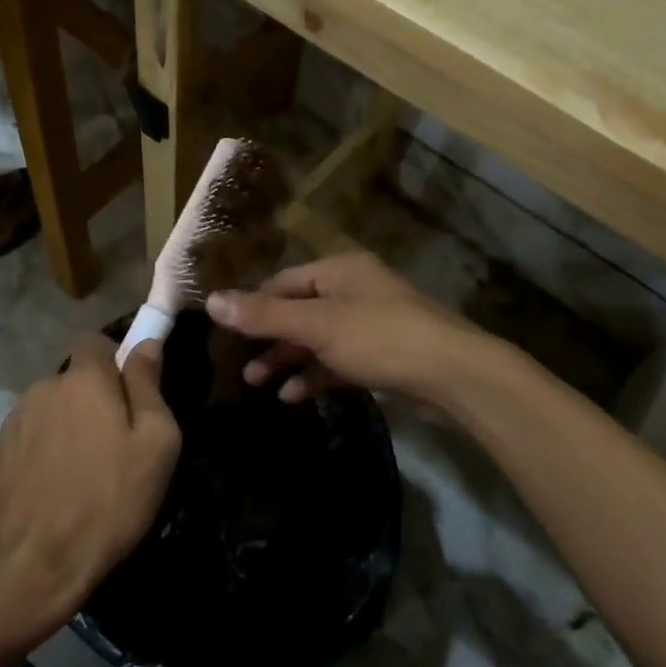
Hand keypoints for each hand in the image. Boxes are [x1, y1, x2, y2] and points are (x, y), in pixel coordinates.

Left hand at [0, 336, 181, 626]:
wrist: (39, 563)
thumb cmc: (111, 499)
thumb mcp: (156, 442)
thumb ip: (148, 383)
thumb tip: (146, 342)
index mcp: (84, 378)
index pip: (95, 340)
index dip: (115, 358)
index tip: (131, 391)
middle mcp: (44, 386)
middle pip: (74, 376)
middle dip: (94, 396)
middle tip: (115, 440)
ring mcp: (16, 419)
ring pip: (52, 405)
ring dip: (68, 422)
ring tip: (84, 468)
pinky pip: (31, 433)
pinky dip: (46, 446)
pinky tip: (57, 484)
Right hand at [205, 252, 489, 406]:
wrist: (454, 376)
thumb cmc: (381, 338)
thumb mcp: (317, 325)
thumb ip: (264, 315)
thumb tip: (211, 301)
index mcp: (340, 270)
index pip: (283, 282)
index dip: (253, 305)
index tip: (225, 332)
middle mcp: (354, 290)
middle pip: (298, 311)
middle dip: (269, 338)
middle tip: (239, 365)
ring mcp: (370, 324)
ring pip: (317, 339)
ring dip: (288, 359)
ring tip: (258, 384)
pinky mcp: (382, 356)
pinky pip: (337, 361)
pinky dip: (315, 375)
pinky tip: (293, 396)